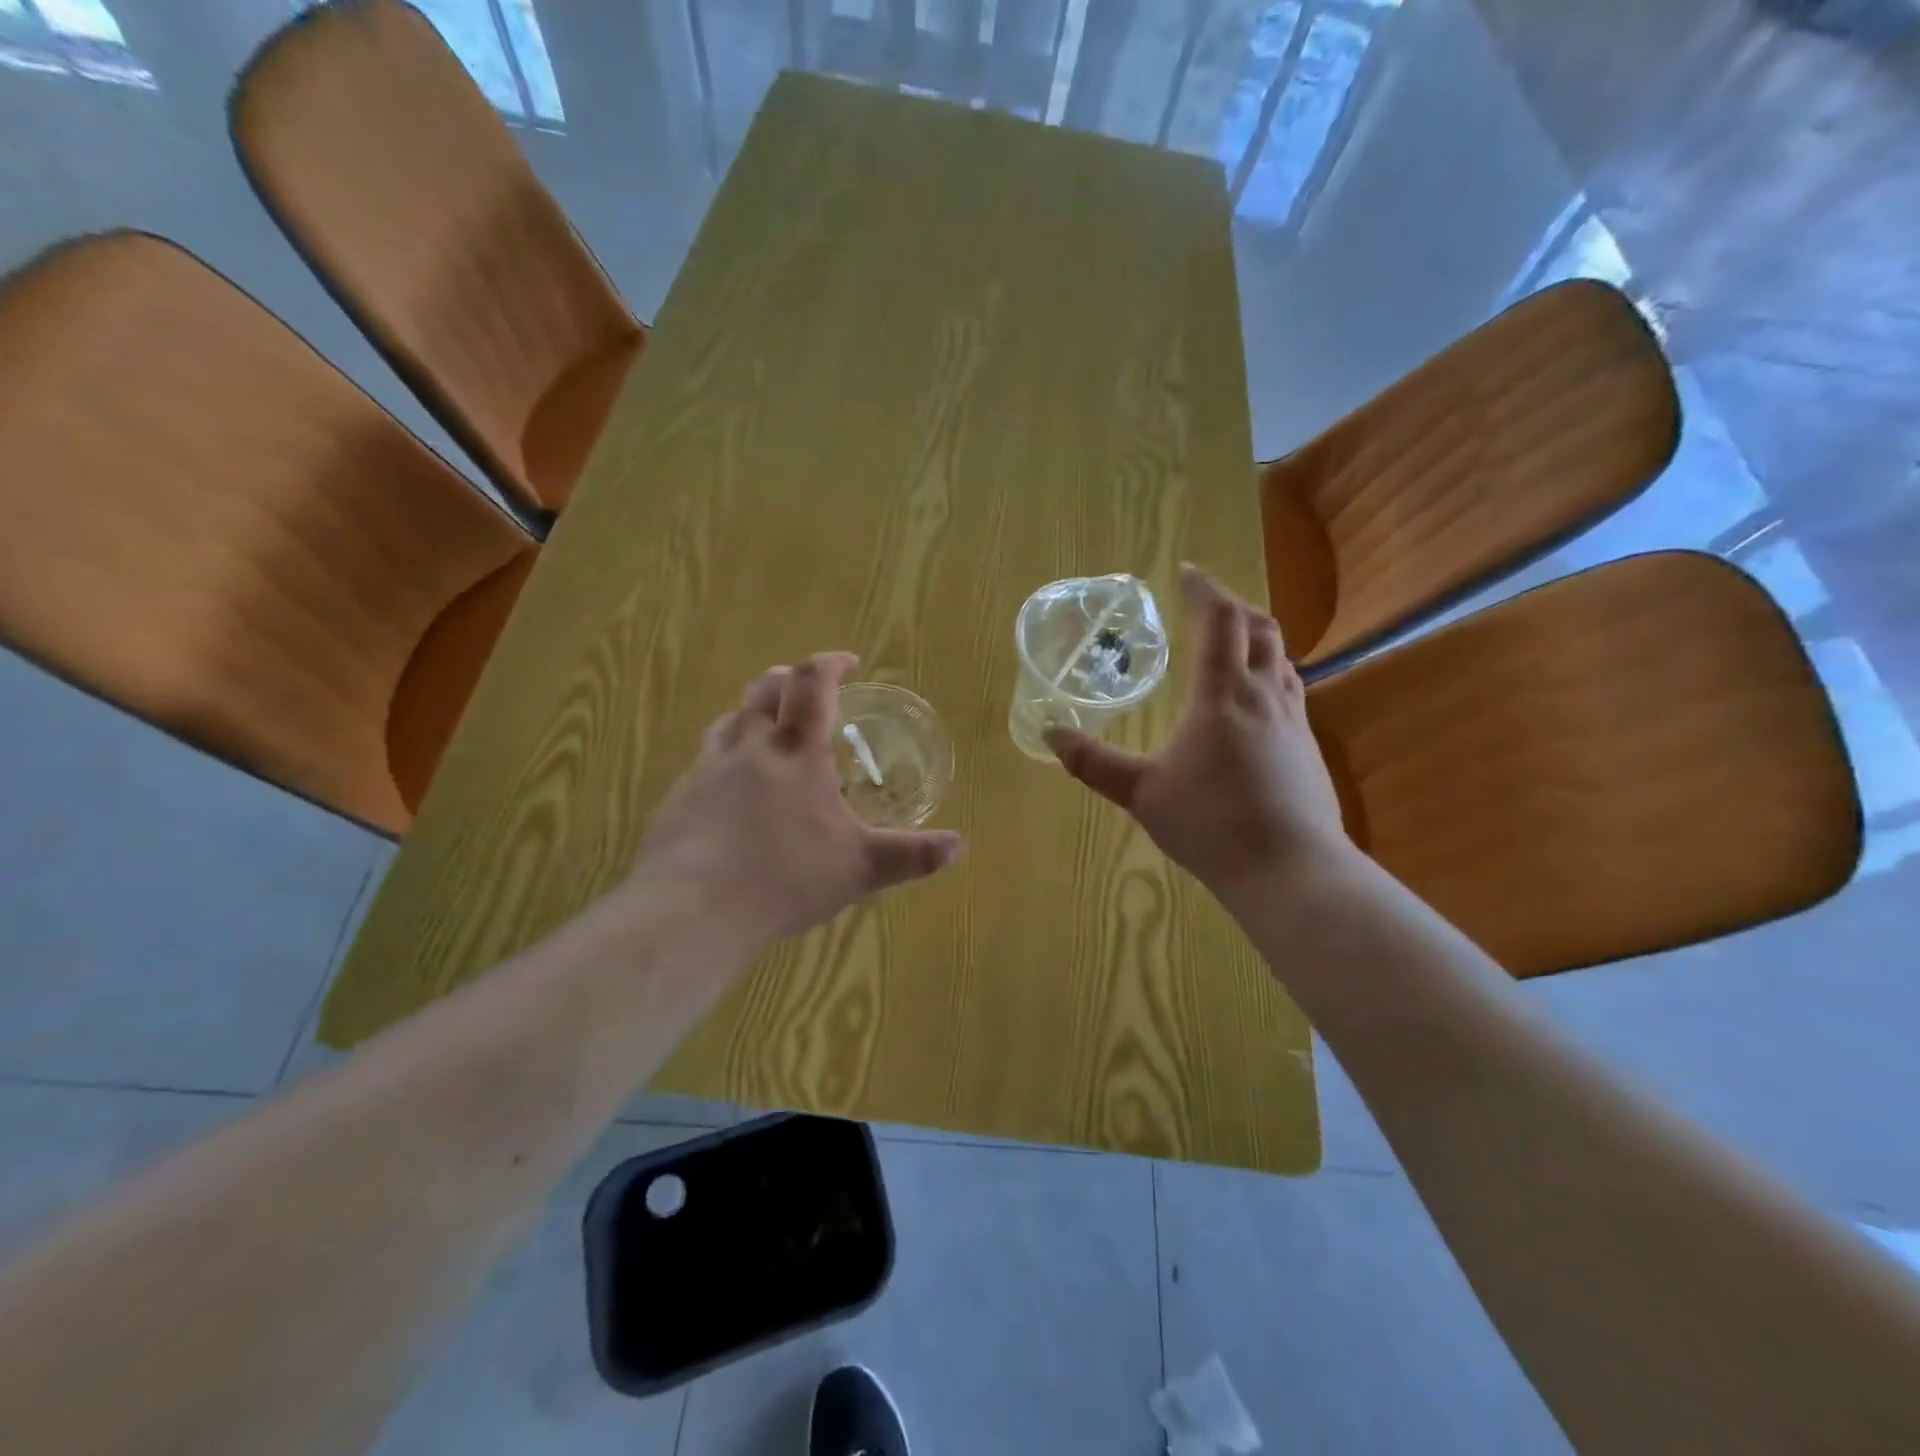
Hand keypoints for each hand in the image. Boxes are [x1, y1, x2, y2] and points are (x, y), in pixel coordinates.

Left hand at [632, 652, 964, 945]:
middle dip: (788, 679)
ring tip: (767, 730)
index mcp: (796, 753)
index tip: (848, 663)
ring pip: (729, 721)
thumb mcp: (860, 869)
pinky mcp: (677, 799)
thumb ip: (911, 855)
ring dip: (752, 712)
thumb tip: (958, 847)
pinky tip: (730, 790)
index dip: (830, 664)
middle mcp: (748, 748)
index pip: (813, 685)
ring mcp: (706, 771)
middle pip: (764, 690)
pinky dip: (724, 756)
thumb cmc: (785, 878)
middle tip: (806, 689)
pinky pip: (703, 761)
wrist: (693, 910)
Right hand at [1046, 565, 1351, 899]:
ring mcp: (1295, 721)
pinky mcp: (1310, 748)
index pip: (1221, 621)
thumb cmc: (1210, 823)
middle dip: (1234, 608)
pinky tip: (1256, 704)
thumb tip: (1050, 732)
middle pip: (1260, 629)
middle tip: (1207, 606)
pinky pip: (1291, 690)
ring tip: (1232, 645)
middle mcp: (1265, 695)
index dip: (1205, 590)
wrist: (1289, 869)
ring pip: (1282, 658)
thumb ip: (1094, 763)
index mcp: (1223, 694)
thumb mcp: (1141, 793)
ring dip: (1257, 639)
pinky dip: (1271, 675)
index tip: (1186, 572)